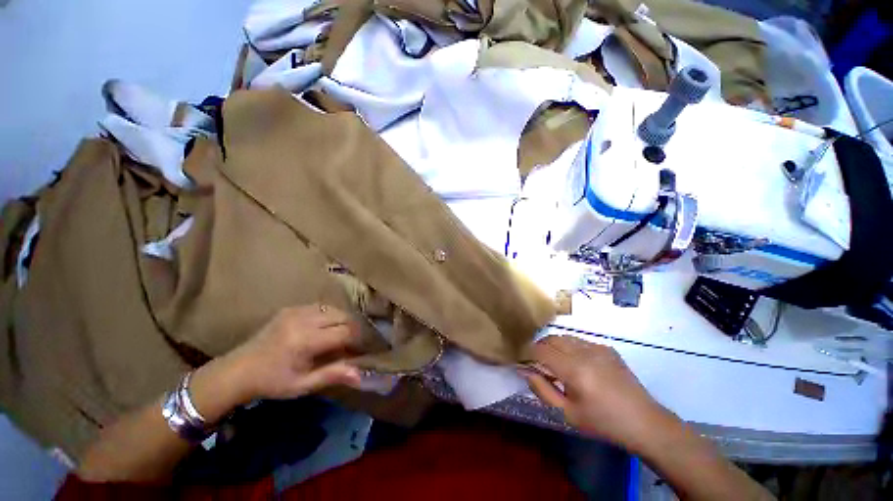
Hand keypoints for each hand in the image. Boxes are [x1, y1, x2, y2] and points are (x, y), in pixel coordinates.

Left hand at [190, 304, 363, 421]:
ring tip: (343, 336)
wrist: (237, 370)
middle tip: (355, 343)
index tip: (364, 349)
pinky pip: (321, 307)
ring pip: (334, 309)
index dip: (359, 339)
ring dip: (343, 321)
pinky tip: (327, 328)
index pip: (345, 332)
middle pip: (343, 316)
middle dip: (354, 329)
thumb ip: (333, 375)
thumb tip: (360, 375)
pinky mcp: (292, 308)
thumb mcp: (302, 385)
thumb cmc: (272, 382)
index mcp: (305, 340)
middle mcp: (303, 320)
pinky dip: (330, 316)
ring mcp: (296, 310)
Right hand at [523, 336, 675, 453]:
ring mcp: (597, 347)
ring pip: (565, 337)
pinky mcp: (607, 348)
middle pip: (551, 339)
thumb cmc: (603, 422)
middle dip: (539, 347)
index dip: (528, 353)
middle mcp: (584, 352)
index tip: (523, 361)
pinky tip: (577, 364)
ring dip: (554, 345)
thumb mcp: (567, 413)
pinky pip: (580, 341)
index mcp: (574, 370)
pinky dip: (570, 347)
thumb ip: (542, 389)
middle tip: (537, 362)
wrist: (644, 422)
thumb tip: (524, 370)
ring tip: (555, 362)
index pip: (540, 350)